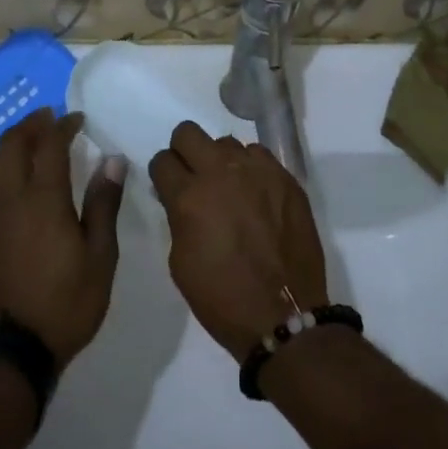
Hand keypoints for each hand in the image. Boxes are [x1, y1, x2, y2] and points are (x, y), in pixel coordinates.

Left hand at [0, 109, 125, 369]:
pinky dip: (0, 168)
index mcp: (44, 197)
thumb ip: (104, 204)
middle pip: (13, 142)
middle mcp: (10, 196)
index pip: (50, 143)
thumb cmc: (64, 304)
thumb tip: (112, 160)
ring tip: (32, 144)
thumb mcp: (100, 258)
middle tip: (50, 119)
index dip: (63, 124)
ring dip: (13, 143)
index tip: (76, 118)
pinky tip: (12, 182)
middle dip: (32, 123)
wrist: (7, 350)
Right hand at [149, 121, 328, 359]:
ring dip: (221, 162)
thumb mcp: (180, 261)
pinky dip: (251, 170)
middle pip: (188, 132)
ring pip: (226, 142)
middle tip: (193, 177)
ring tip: (231, 190)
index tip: (169, 187)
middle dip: (184, 151)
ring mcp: (257, 171)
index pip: (162, 160)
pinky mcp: (285, 177)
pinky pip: (259, 156)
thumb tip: (181, 196)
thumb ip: (177, 217)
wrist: (283, 316)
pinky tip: (256, 196)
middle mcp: (221, 172)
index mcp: (189, 196)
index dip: (163, 174)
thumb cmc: (222, 297)